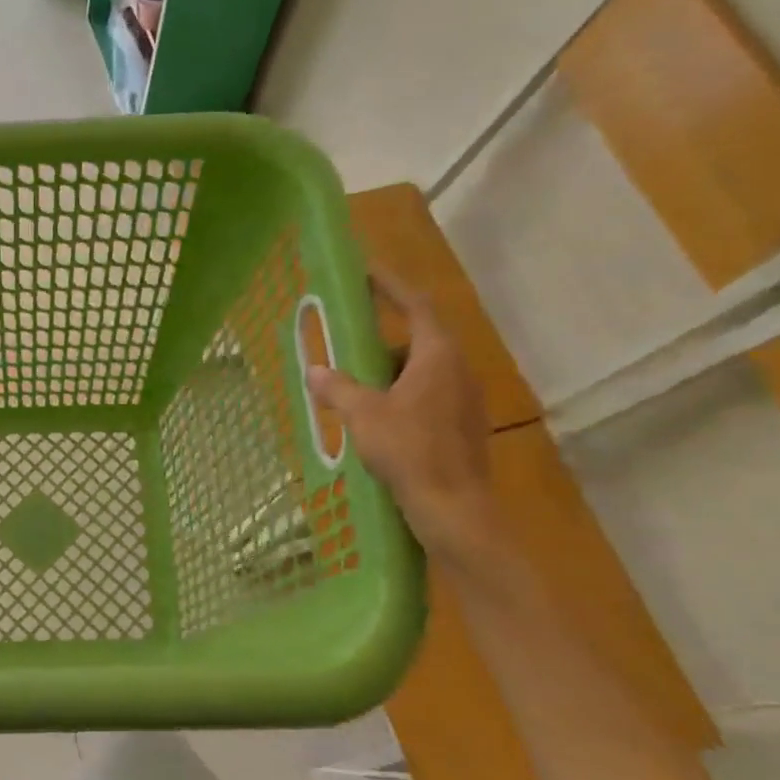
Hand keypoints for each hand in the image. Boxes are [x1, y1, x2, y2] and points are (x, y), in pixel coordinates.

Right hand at [306, 267, 502, 567]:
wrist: (454, 506)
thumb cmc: (409, 450)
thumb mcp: (364, 415)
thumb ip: (338, 388)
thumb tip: (315, 370)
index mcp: (437, 356)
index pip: (415, 305)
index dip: (390, 286)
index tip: (366, 273)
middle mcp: (458, 370)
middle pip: (418, 340)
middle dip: (381, 342)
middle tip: (348, 347)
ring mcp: (465, 399)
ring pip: (422, 372)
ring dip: (389, 373)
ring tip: (355, 390)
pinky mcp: (463, 425)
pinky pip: (428, 396)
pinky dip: (401, 396)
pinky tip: (377, 421)